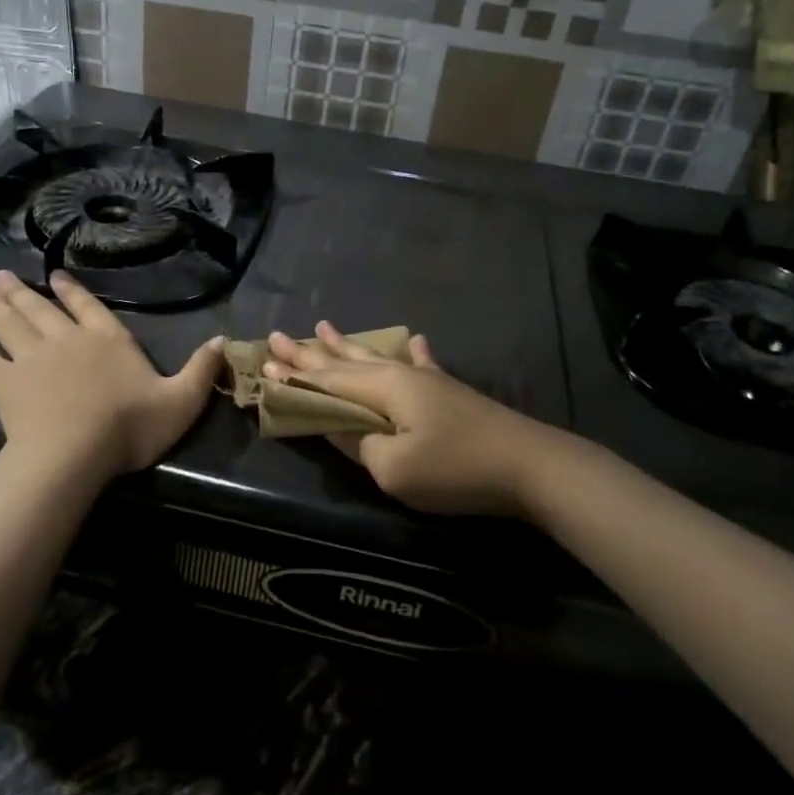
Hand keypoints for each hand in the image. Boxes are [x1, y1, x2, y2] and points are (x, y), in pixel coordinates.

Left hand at [0, 270, 222, 483]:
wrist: (74, 454)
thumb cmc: (129, 427)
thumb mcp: (181, 401)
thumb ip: (202, 370)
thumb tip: (223, 340)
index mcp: (107, 339)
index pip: (89, 307)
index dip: (72, 290)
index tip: (54, 275)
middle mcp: (67, 339)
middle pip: (41, 309)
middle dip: (23, 291)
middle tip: (2, 276)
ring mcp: (31, 359)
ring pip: (11, 325)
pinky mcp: (5, 384)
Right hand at [262, 323, 562, 516]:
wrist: (529, 465)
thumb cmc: (456, 469)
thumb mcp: (394, 468)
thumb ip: (358, 443)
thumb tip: (336, 424)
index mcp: (382, 389)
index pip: (326, 380)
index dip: (294, 376)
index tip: (263, 363)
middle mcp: (399, 375)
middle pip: (344, 362)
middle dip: (309, 352)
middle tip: (277, 335)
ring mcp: (428, 381)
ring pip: (375, 358)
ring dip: (346, 345)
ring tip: (324, 325)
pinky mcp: (450, 393)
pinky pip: (421, 364)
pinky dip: (411, 352)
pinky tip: (412, 338)